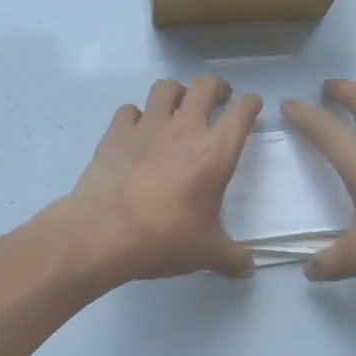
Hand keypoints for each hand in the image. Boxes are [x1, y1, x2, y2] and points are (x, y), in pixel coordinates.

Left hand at [58, 76, 262, 282]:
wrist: (104, 233)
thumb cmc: (164, 239)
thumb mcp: (207, 253)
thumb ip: (232, 258)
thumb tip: (249, 269)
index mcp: (215, 152)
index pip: (242, 112)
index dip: (251, 104)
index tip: (252, 105)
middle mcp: (184, 129)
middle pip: (205, 86)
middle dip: (216, 88)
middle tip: (218, 99)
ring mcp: (147, 126)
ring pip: (165, 88)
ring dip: (176, 93)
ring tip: (177, 108)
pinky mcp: (116, 133)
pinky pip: (129, 110)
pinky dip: (136, 116)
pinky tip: (137, 131)